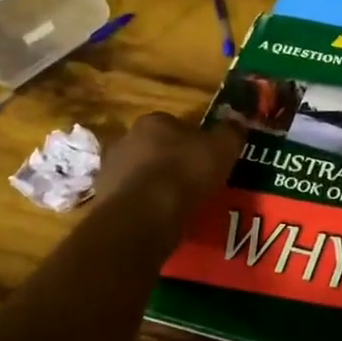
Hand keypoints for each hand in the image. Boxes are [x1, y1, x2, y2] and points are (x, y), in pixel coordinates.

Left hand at [92, 113, 242, 222]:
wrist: (143, 215)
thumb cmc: (185, 173)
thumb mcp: (222, 148)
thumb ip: (231, 132)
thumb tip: (237, 121)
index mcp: (154, 121)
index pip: (175, 124)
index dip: (193, 140)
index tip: (206, 158)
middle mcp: (126, 139)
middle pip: (155, 147)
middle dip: (171, 161)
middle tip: (194, 181)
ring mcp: (110, 169)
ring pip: (141, 174)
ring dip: (156, 185)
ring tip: (179, 204)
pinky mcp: (103, 199)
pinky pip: (132, 199)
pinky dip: (145, 207)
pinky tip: (161, 219)